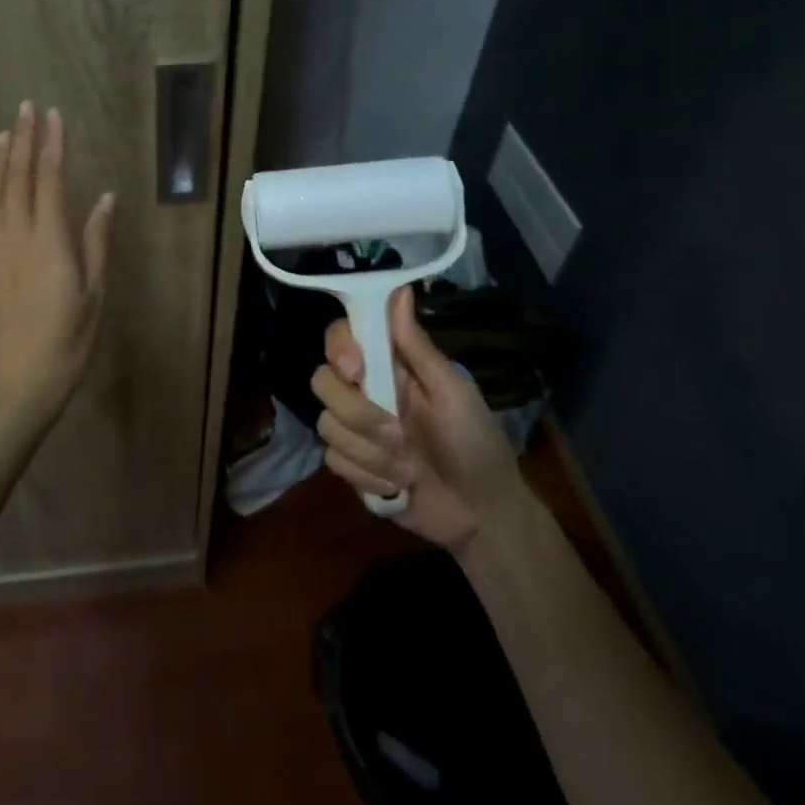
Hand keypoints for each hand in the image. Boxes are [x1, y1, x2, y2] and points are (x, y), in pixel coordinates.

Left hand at [0, 102, 115, 414]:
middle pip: (19, 179)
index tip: (53, 115)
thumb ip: (97, 241)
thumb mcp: (94, 293)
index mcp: (49, 242)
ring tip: (7, 133)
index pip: (50, 181)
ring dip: (1, 160)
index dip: (52, 145)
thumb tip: (107, 197)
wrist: (19, 383)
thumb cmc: (68, 341)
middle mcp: (17, 237)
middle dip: (25, 140)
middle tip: (26, 107)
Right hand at [311, 287, 528, 552]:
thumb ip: (417, 346)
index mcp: (389, 366)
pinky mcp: (352, 465)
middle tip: (399, 434)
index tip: (356, 369)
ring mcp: (356, 430)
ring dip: (370, 452)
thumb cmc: (476, 443)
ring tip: (408, 469)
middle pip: (322, 381)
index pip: (341, 338)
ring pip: (327, 424)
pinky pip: (334, 460)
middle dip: (357, 413)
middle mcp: (366, 391)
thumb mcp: (453, 391)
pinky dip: (368, 476)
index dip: (339, 348)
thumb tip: (400, 289)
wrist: (482, 515)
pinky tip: (398, 487)